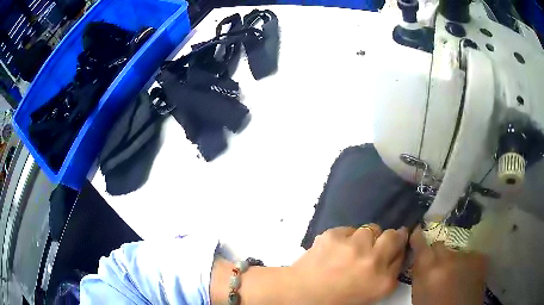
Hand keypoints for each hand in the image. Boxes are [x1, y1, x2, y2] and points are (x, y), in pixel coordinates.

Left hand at [290, 224, 407, 304]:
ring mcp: (354, 246)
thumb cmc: (338, 298)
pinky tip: (335, 250)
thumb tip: (396, 252)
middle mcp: (373, 260)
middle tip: (377, 244)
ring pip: (371, 228)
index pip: (402, 254)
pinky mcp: (335, 235)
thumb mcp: (371, 293)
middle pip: (393, 236)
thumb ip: (388, 273)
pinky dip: (346, 237)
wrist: (302, 292)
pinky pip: (349, 229)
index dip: (398, 246)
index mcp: (383, 281)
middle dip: (389, 237)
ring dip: (365, 237)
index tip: (396, 243)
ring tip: (351, 250)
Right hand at [410, 228, 486, 304]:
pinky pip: (469, 255)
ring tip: (455, 274)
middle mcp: (449, 258)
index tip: (417, 231)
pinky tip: (466, 275)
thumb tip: (419, 258)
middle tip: (438, 265)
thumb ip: (419, 273)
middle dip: (437, 253)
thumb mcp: (419, 294)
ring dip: (453, 259)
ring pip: (455, 251)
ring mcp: (467, 257)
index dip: (418, 237)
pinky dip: (466, 263)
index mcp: (430, 269)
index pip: (421, 244)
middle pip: (439, 245)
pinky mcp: (480, 258)